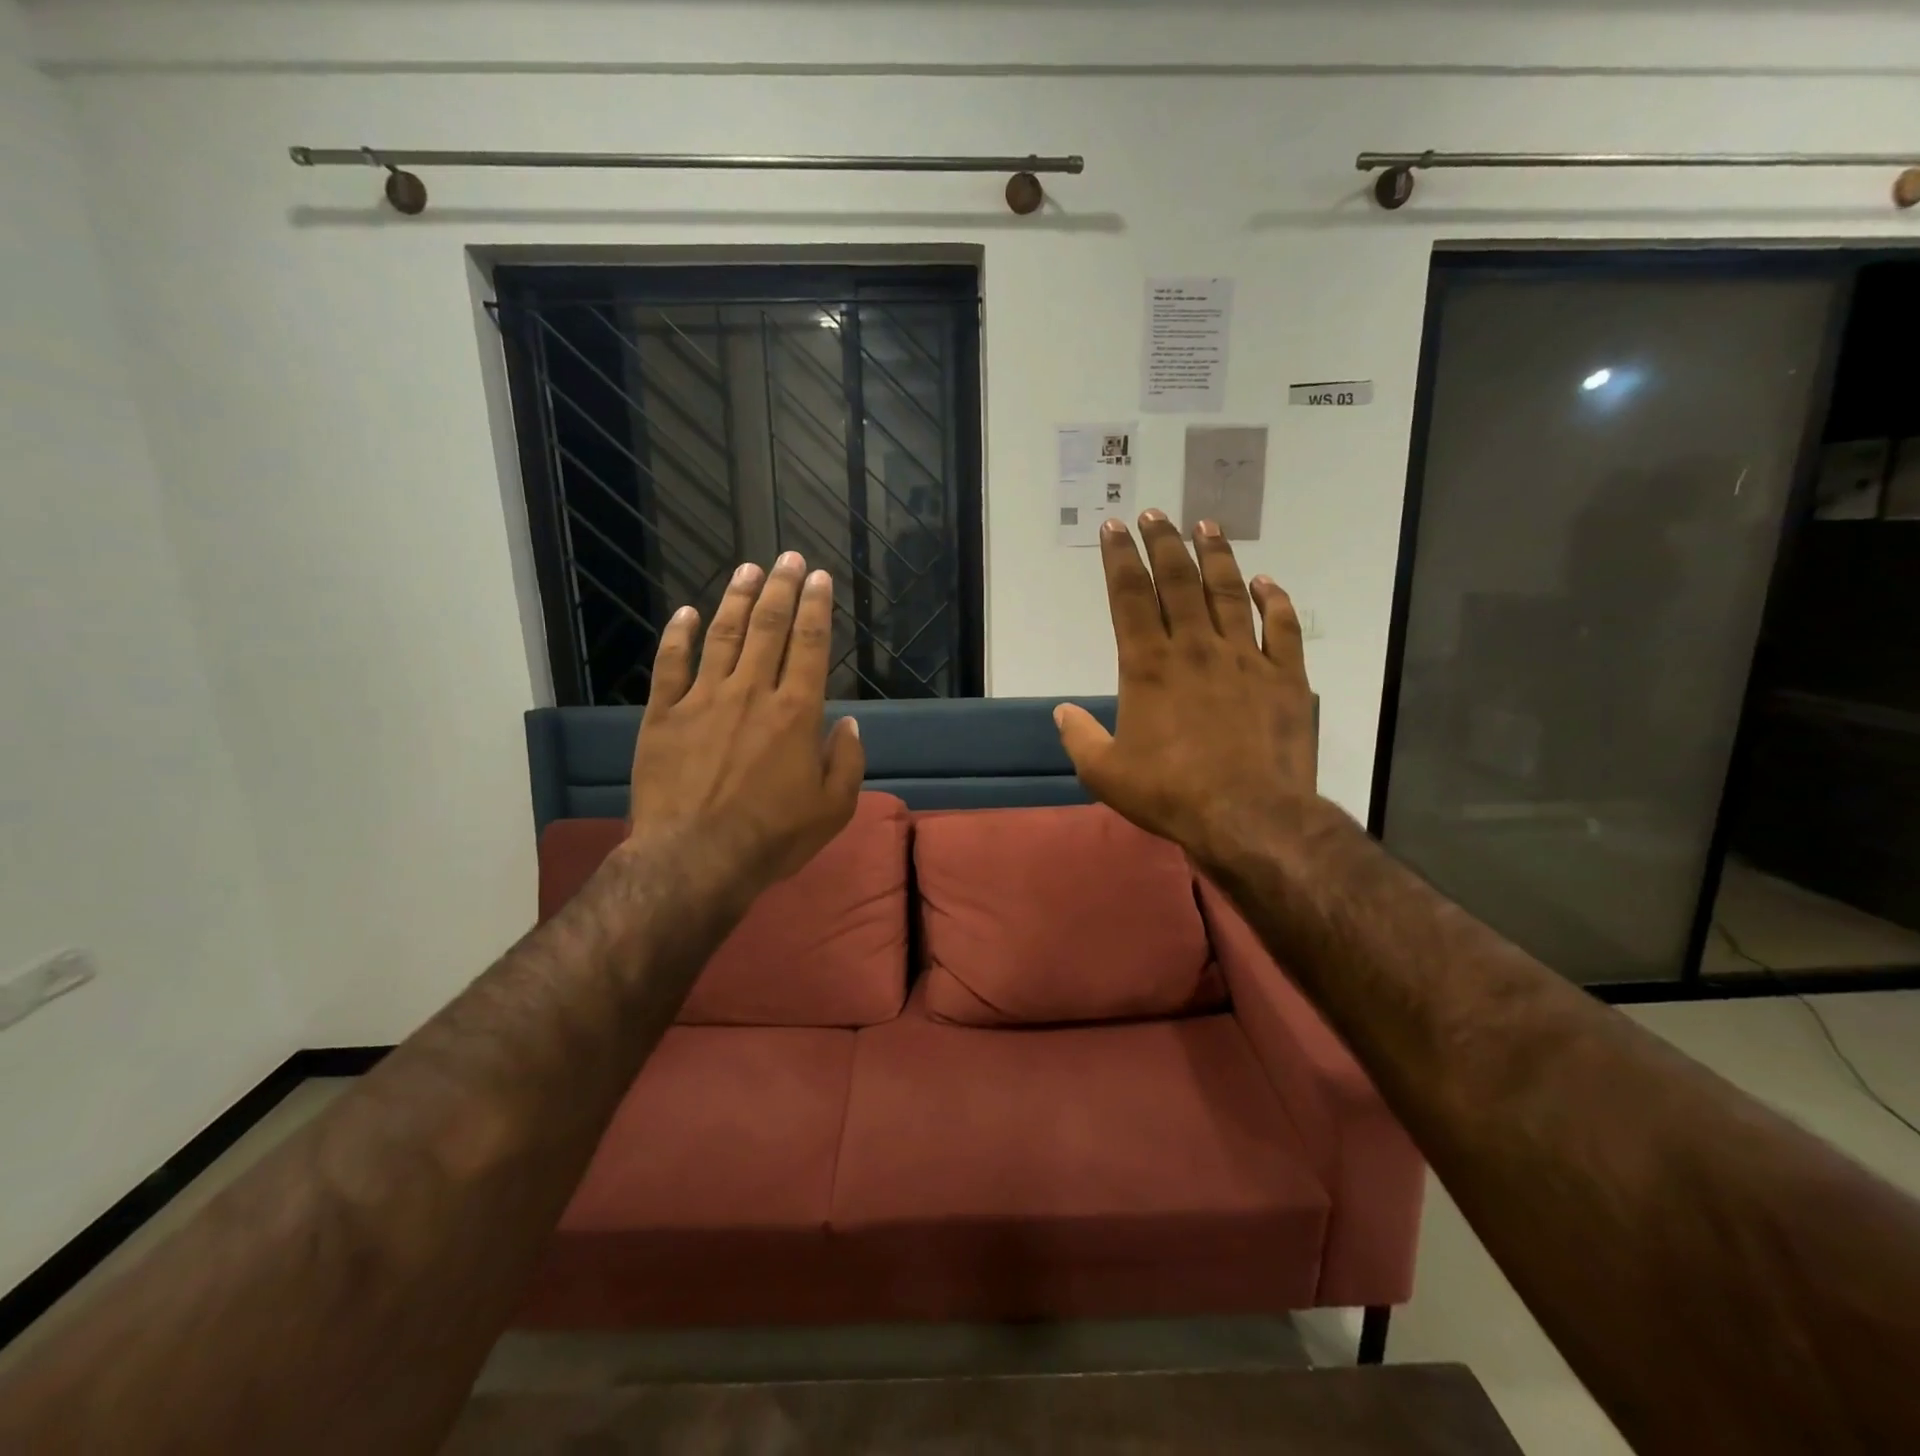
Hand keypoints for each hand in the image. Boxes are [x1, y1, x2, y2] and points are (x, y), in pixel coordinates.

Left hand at [625, 551, 864, 904]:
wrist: (694, 859)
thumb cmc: (772, 837)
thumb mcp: (832, 808)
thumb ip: (847, 761)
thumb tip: (849, 724)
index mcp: (796, 712)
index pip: (810, 644)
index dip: (817, 606)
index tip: (820, 577)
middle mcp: (752, 692)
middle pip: (769, 627)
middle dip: (782, 588)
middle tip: (788, 557)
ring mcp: (703, 699)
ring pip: (723, 636)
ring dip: (737, 600)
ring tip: (748, 570)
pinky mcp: (664, 715)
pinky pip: (671, 665)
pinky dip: (678, 636)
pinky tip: (686, 613)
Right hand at [1054, 512, 1317, 870]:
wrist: (1248, 816)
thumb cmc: (1170, 794)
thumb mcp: (1105, 773)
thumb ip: (1080, 738)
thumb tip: (1062, 712)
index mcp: (1148, 666)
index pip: (1129, 597)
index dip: (1119, 558)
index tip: (1114, 528)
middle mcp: (1195, 649)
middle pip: (1178, 582)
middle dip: (1163, 542)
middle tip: (1155, 514)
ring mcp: (1245, 659)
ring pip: (1228, 594)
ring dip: (1216, 557)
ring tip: (1206, 526)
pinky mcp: (1285, 677)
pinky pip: (1282, 628)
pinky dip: (1275, 600)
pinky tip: (1267, 581)